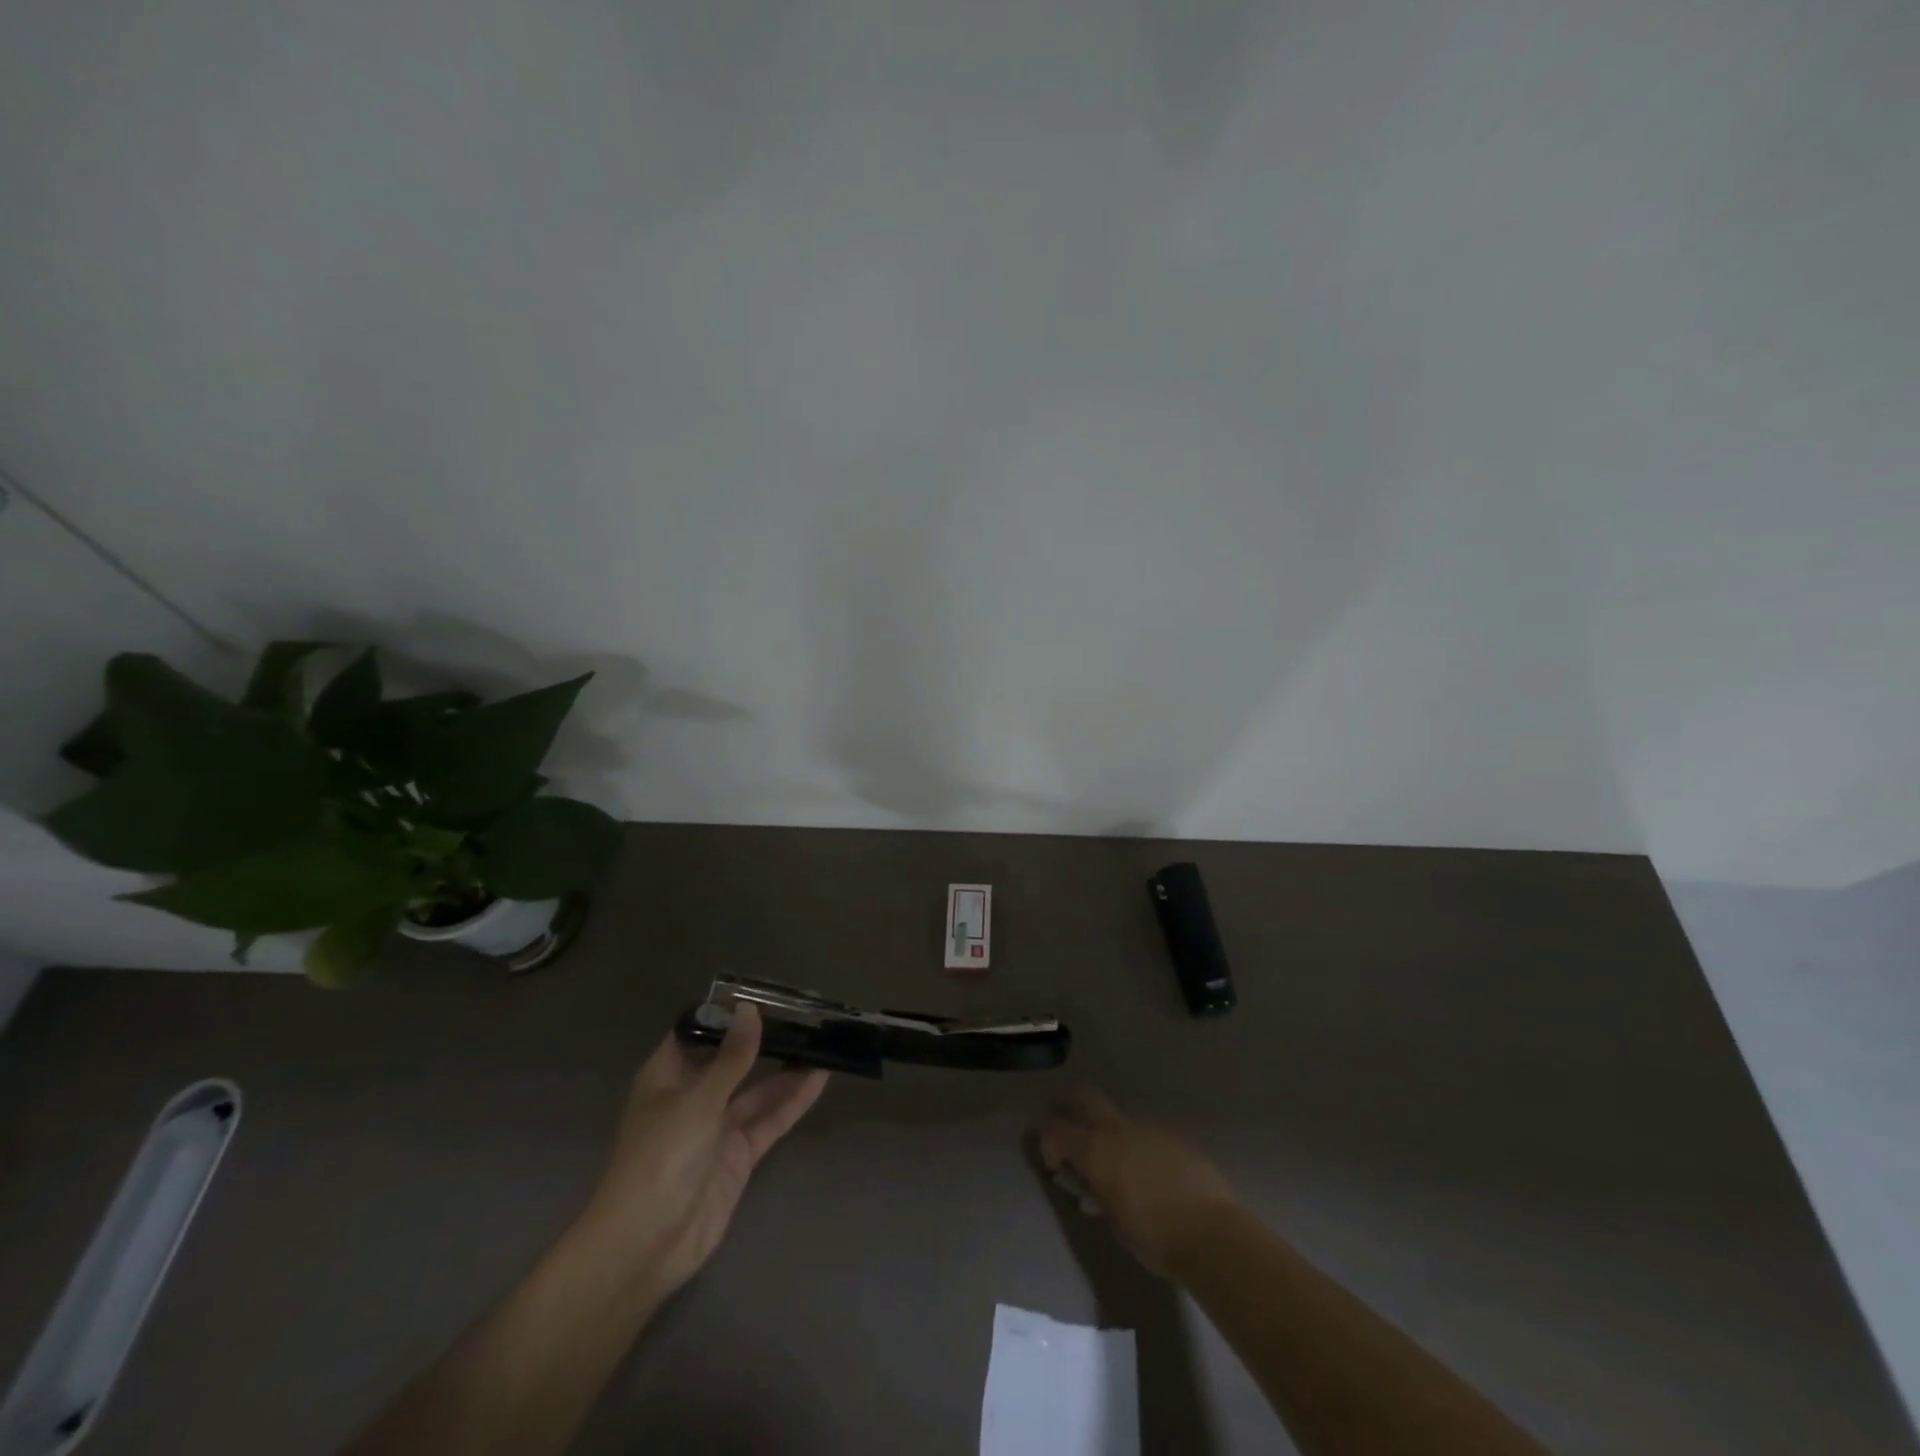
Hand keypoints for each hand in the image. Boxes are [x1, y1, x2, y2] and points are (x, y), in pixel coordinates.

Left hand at [577, 1004, 827, 1303]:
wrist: (647, 1246)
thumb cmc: (661, 1158)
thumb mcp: (698, 1099)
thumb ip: (732, 1057)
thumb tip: (750, 1009)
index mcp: (667, 1076)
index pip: (696, 1033)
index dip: (726, 1014)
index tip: (762, 993)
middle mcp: (692, 1097)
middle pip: (732, 1060)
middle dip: (763, 1040)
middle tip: (803, 1013)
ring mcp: (716, 1128)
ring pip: (756, 1090)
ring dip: (785, 1069)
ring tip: (821, 1040)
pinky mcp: (738, 1156)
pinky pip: (769, 1120)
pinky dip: (793, 1101)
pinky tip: (821, 1078)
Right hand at [1036, 1086, 1238, 1275]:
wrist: (1211, 1233)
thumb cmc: (1154, 1236)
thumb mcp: (1114, 1222)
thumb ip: (1099, 1196)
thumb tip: (1093, 1188)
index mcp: (1096, 1151)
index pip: (1055, 1129)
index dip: (1047, 1141)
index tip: (1054, 1165)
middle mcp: (1118, 1130)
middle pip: (1085, 1097)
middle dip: (1072, 1108)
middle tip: (1073, 1134)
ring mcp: (1148, 1129)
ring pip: (1119, 1119)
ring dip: (1111, 1135)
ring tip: (1121, 1169)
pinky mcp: (1174, 1137)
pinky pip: (1147, 1135)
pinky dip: (1141, 1149)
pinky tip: (1153, 1177)